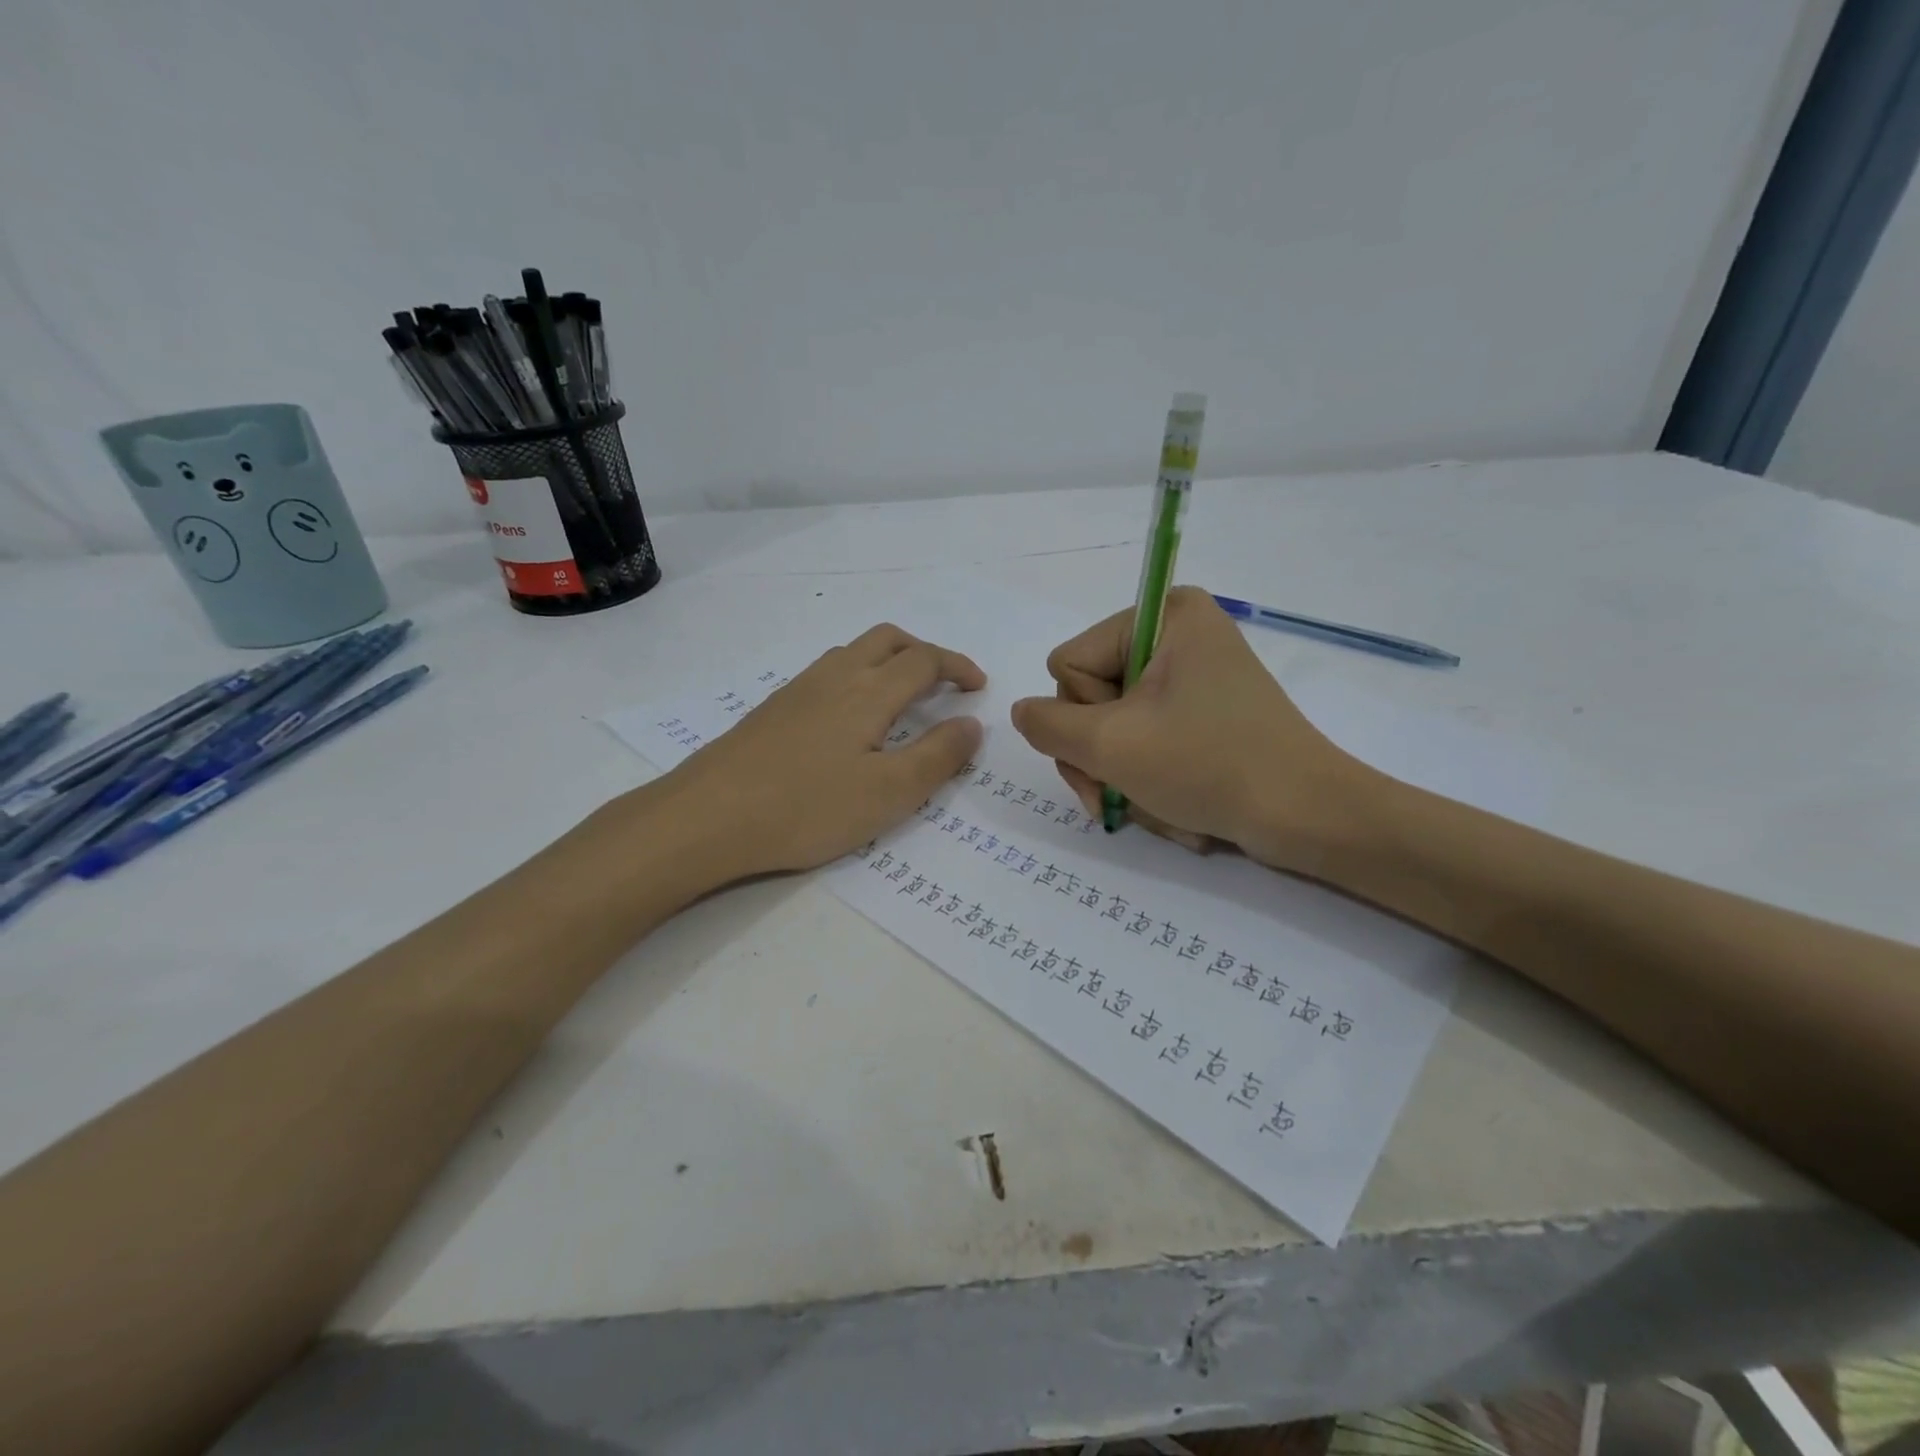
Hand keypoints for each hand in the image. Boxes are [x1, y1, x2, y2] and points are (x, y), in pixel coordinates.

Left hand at [647, 623, 984, 880]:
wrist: (708, 816)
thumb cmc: (807, 807)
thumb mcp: (889, 793)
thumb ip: (937, 757)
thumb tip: (972, 724)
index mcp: (869, 692)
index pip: (924, 660)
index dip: (957, 667)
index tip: (978, 688)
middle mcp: (834, 677)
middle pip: (887, 639)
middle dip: (923, 652)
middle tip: (944, 684)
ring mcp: (798, 690)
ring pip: (852, 652)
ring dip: (887, 661)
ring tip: (901, 699)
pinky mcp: (773, 709)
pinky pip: (826, 673)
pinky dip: (856, 678)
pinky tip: (848, 720)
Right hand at [1009, 586, 1377, 870]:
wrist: (1306, 817)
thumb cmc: (1207, 766)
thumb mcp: (1110, 745)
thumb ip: (1047, 725)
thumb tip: (1023, 713)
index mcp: (1163, 615)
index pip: (1069, 665)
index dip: (1081, 718)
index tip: (1117, 751)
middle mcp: (1178, 634)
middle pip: (1090, 698)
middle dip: (1097, 757)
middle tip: (1113, 799)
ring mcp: (1194, 677)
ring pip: (1115, 728)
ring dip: (1122, 777)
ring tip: (1153, 808)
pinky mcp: (1206, 713)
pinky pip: (1149, 740)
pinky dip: (1150, 779)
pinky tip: (1173, 807)